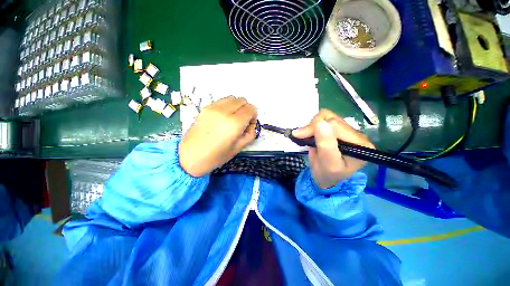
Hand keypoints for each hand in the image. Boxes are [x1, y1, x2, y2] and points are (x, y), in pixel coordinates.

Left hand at [179, 96, 257, 176]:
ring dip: (237, 106)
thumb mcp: (238, 148)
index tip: (249, 124)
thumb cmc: (216, 156)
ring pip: (232, 98)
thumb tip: (250, 123)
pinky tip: (223, 118)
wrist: (190, 156)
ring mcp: (213, 107)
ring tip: (232, 119)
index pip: (251, 108)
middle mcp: (224, 111)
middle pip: (242, 100)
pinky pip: (222, 101)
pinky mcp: (205, 107)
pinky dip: (227, 106)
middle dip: (246, 109)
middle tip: (242, 121)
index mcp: (234, 123)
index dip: (253, 115)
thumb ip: (250, 133)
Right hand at [292, 109, 374, 188]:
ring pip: (327, 116)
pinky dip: (314, 124)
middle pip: (331, 119)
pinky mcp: (337, 128)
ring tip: (307, 137)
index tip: (299, 136)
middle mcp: (357, 134)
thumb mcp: (328, 163)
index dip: (315, 128)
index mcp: (360, 144)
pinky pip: (324, 118)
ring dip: (313, 125)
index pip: (336, 126)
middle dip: (313, 127)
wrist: (325, 177)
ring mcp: (347, 130)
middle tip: (301, 136)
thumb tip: (320, 122)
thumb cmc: (327, 174)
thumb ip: (326, 144)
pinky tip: (311, 134)